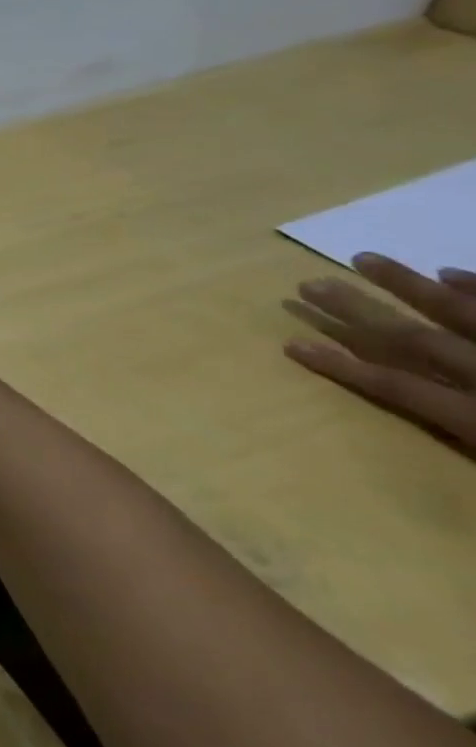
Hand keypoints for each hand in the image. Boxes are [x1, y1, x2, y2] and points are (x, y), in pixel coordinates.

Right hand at [285, 255, 475, 454]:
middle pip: (417, 340)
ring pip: (462, 315)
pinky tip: (450, 272)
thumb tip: (421, 488)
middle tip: (309, 284)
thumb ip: (464, 456)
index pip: (397, 388)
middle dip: (359, 311)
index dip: (341, 367)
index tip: (289, 344)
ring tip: (364, 258)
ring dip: (408, 286)